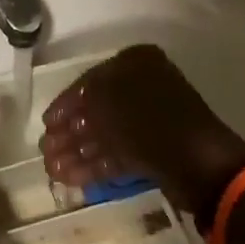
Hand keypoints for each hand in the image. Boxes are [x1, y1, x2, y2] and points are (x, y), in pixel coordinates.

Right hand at [40, 44, 244, 214]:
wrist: (199, 163)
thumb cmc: (149, 119)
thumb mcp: (107, 99)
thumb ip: (85, 98)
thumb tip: (71, 112)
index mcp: (136, 65)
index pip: (90, 81)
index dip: (65, 103)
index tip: (46, 122)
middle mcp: (143, 88)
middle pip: (96, 110)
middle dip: (69, 132)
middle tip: (45, 149)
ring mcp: (150, 123)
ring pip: (105, 135)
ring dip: (77, 152)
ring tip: (51, 169)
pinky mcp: (154, 153)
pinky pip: (117, 155)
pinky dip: (94, 166)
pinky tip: (69, 178)